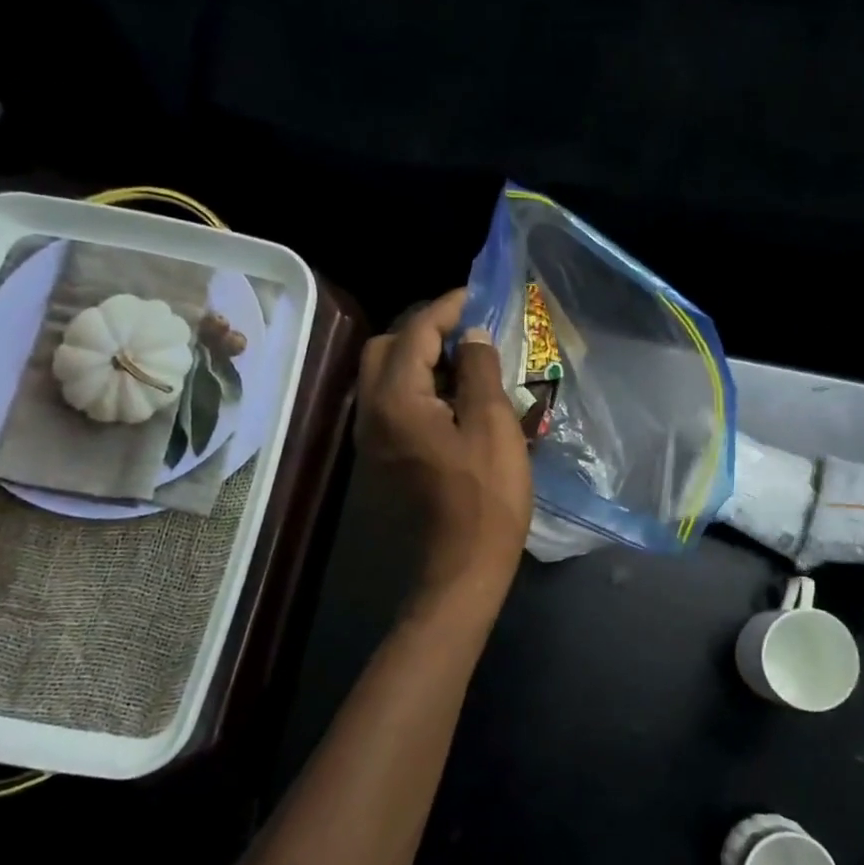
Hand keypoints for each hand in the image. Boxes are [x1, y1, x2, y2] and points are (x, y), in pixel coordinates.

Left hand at [357, 289, 532, 614]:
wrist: (460, 568)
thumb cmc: (485, 497)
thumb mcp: (492, 425)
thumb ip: (479, 370)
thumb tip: (472, 335)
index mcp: (396, 398)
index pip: (416, 332)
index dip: (447, 308)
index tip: (477, 296)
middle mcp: (371, 411)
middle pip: (388, 349)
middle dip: (425, 331)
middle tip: (468, 332)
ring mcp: (371, 437)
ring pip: (386, 377)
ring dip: (420, 359)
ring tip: (466, 362)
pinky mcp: (382, 456)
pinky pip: (392, 403)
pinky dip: (417, 387)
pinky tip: (454, 398)